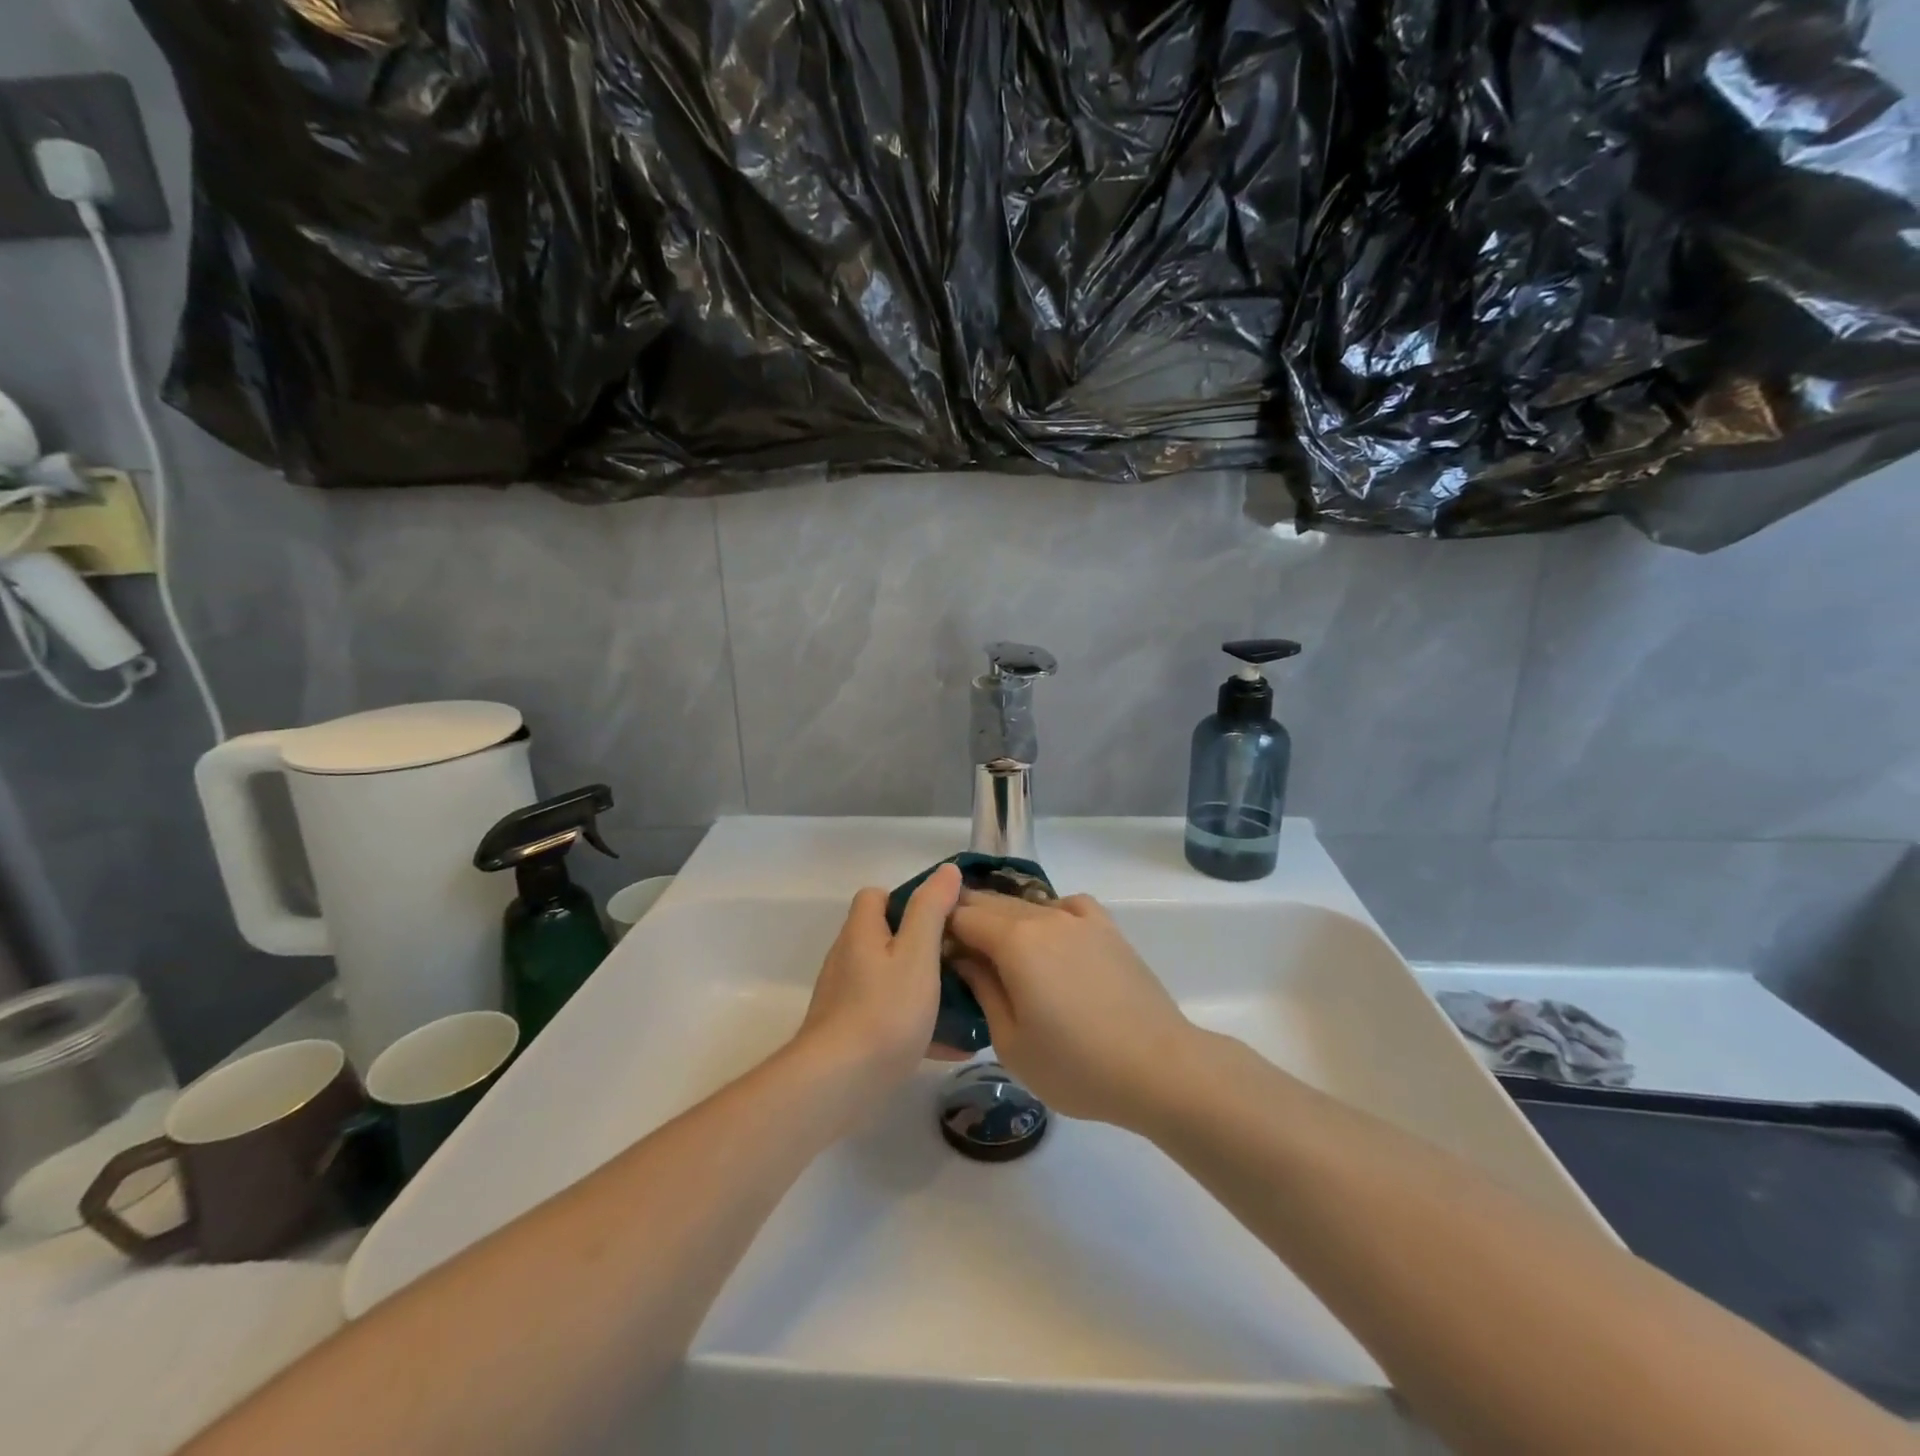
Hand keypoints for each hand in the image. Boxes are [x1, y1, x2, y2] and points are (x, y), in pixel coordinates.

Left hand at [795, 864, 962, 1091]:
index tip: (942, 917)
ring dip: (924, 986)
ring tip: (964, 1001)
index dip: (908, 899)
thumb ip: (931, 910)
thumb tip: (946, 870)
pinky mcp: (851, 1033)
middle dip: (923, 946)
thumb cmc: (884, 1010)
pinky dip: (919, 1023)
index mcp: (861, 933)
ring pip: (891, 979)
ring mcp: (847, 998)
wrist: (839, 1084)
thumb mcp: (917, 954)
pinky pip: (891, 1016)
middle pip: (886, 938)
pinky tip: (953, 1044)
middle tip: (961, 960)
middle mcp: (848, 959)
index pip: (876, 896)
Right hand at [946, 890, 1196, 1127]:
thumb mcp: (1011, 1042)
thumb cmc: (1076, 1065)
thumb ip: (982, 990)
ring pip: (1027, 904)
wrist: (1158, 1067)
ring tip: (999, 950)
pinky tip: (1051, 937)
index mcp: (1014, 941)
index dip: (941, 929)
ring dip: (1004, 919)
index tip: (933, 952)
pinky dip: (1048, 914)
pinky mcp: (1107, 929)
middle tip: (956, 951)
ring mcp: (1079, 919)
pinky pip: (1066, 906)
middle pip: (992, 903)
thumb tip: (964, 959)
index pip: (962, 916)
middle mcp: (1044, 917)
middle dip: (968, 919)